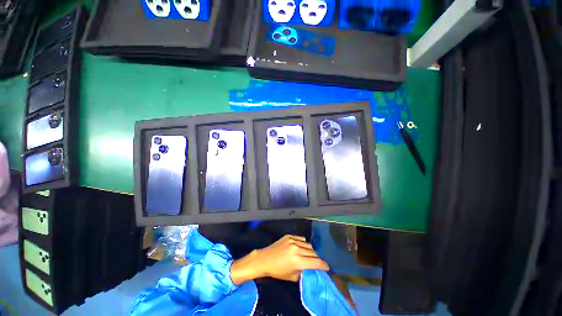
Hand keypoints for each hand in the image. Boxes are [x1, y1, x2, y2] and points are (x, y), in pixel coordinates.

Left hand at [231, 235, 328, 284]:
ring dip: (310, 251)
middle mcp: (297, 249)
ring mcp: (293, 240)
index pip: (316, 262)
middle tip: (316, 262)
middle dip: (317, 258)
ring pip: (308, 245)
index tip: (327, 267)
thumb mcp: (292, 277)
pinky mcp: (289, 236)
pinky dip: (303, 243)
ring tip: (308, 255)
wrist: (265, 259)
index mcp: (298, 261)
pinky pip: (301, 239)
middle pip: (313, 253)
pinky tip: (301, 247)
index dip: (323, 265)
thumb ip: (303, 273)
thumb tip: (311, 270)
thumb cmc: (277, 271)